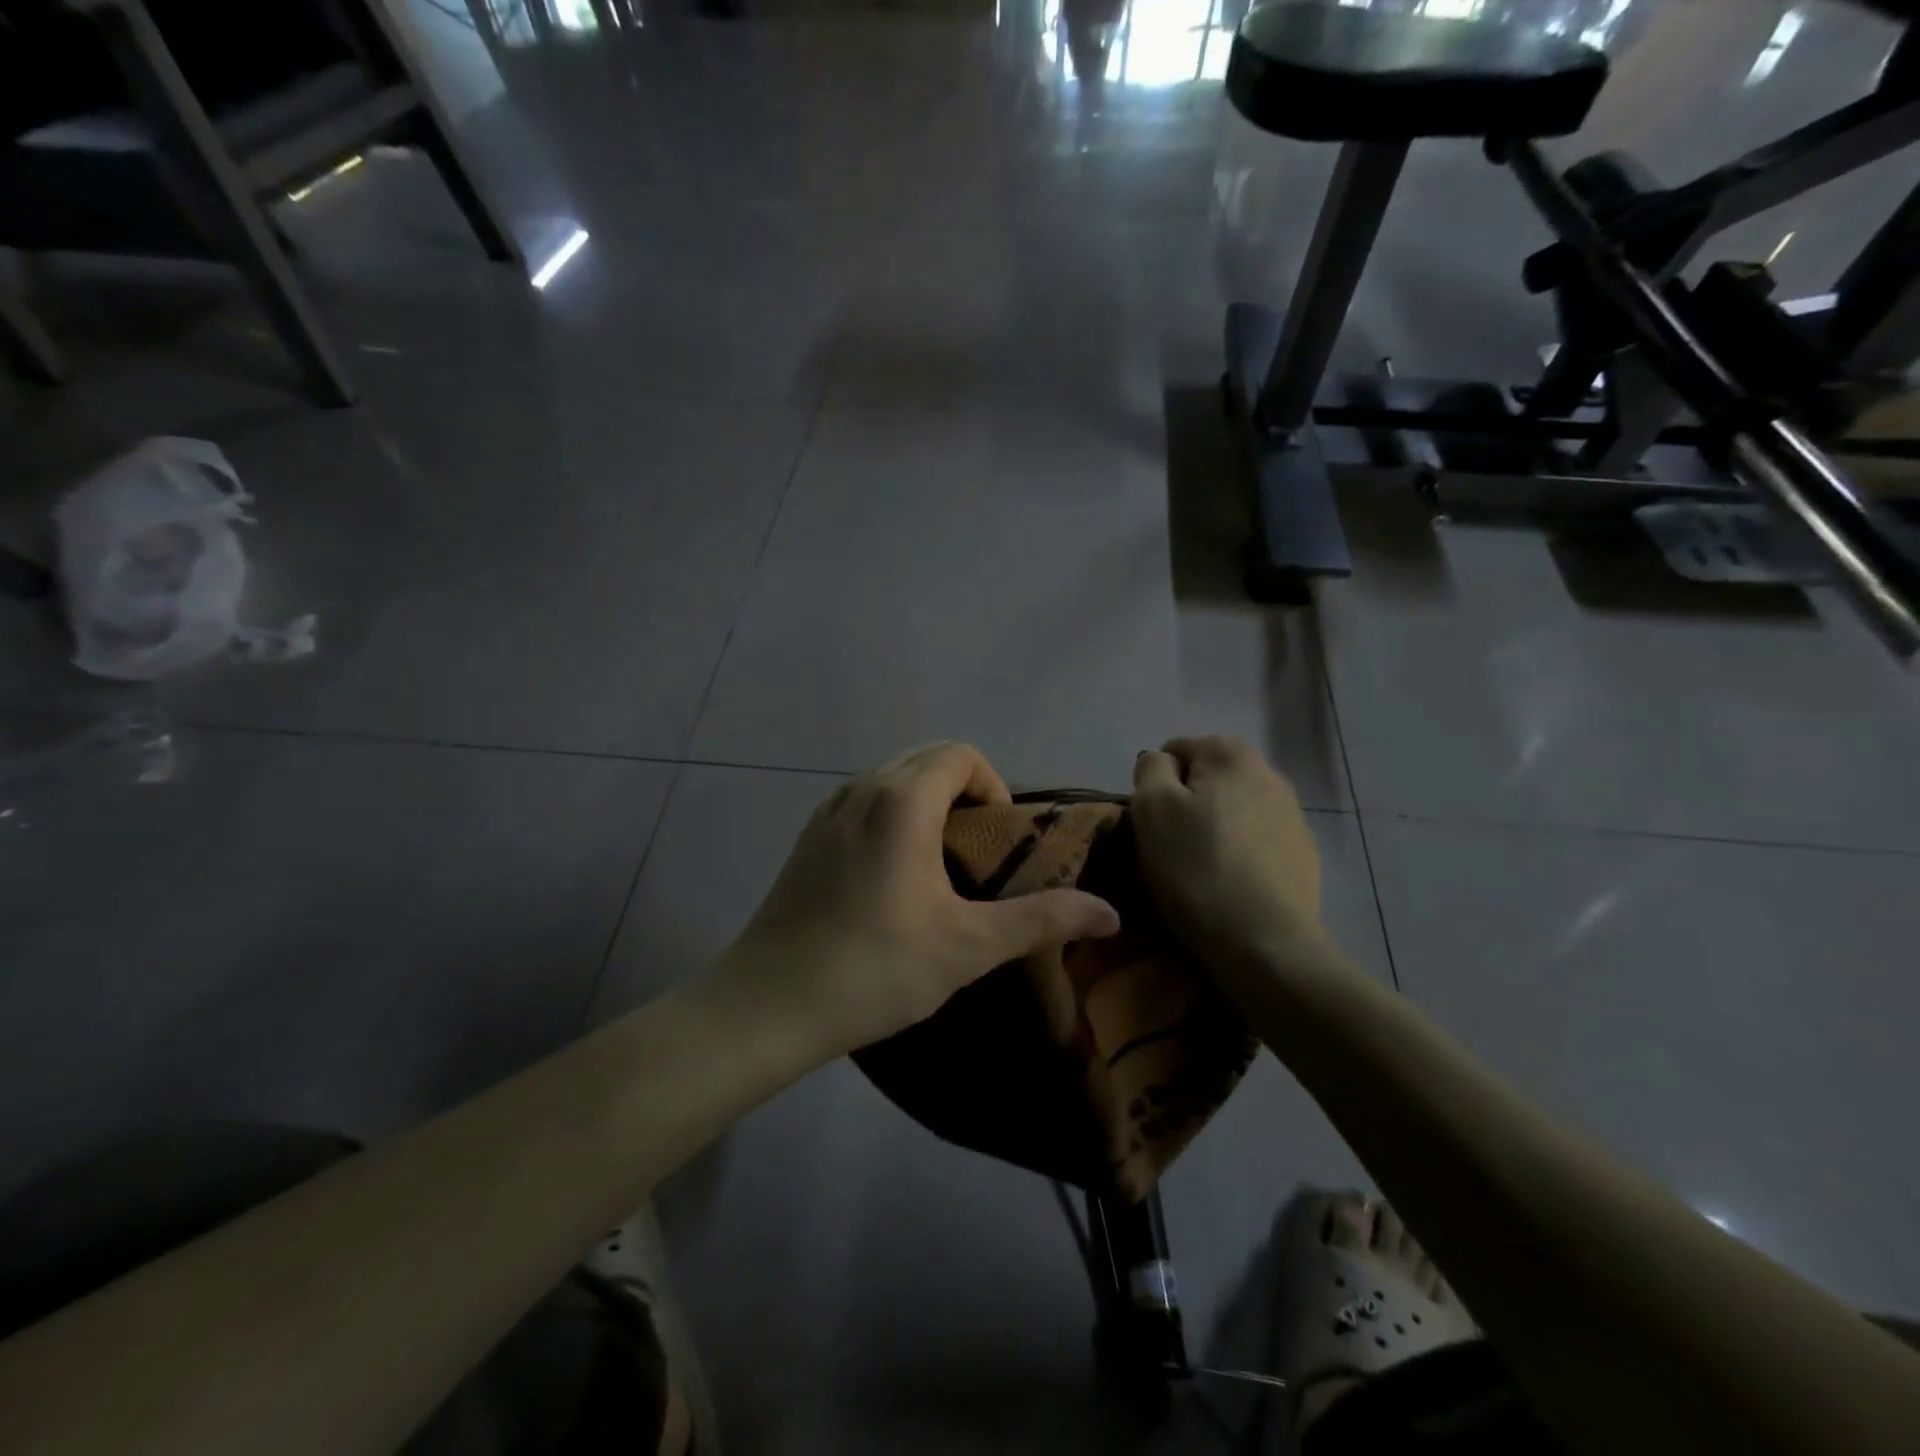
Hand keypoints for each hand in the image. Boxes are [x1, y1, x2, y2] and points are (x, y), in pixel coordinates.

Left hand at [721, 743, 1120, 1060]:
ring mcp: (828, 811)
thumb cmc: (874, 968)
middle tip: (978, 853)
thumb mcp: (968, 946)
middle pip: (927, 760)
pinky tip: (893, 876)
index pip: (961, 755)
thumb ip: (1041, 920)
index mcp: (901, 800)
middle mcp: (862, 789)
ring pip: (892, 779)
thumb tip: (1110, 911)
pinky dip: (892, 816)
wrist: (769, 1004)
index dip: (993, 786)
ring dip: (926, 803)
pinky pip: (863, 802)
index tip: (998, 839)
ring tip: (940, 864)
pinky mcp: (808, 838)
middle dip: (964, 792)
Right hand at [1132, 736, 1325, 979]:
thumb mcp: (1151, 808)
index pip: (1175, 749)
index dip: (1155, 784)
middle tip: (1171, 845)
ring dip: (1215, 827)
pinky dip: (1241, 852)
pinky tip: (1232, 883)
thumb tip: (1162, 762)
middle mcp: (1269, 772)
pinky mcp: (1304, 853)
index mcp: (1230, 754)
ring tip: (1202, 868)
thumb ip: (1151, 769)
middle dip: (1187, 803)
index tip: (1152, 823)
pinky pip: (1257, 840)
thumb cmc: (1196, 868)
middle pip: (1208, 778)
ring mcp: (1294, 814)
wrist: (1264, 942)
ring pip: (1234, 809)